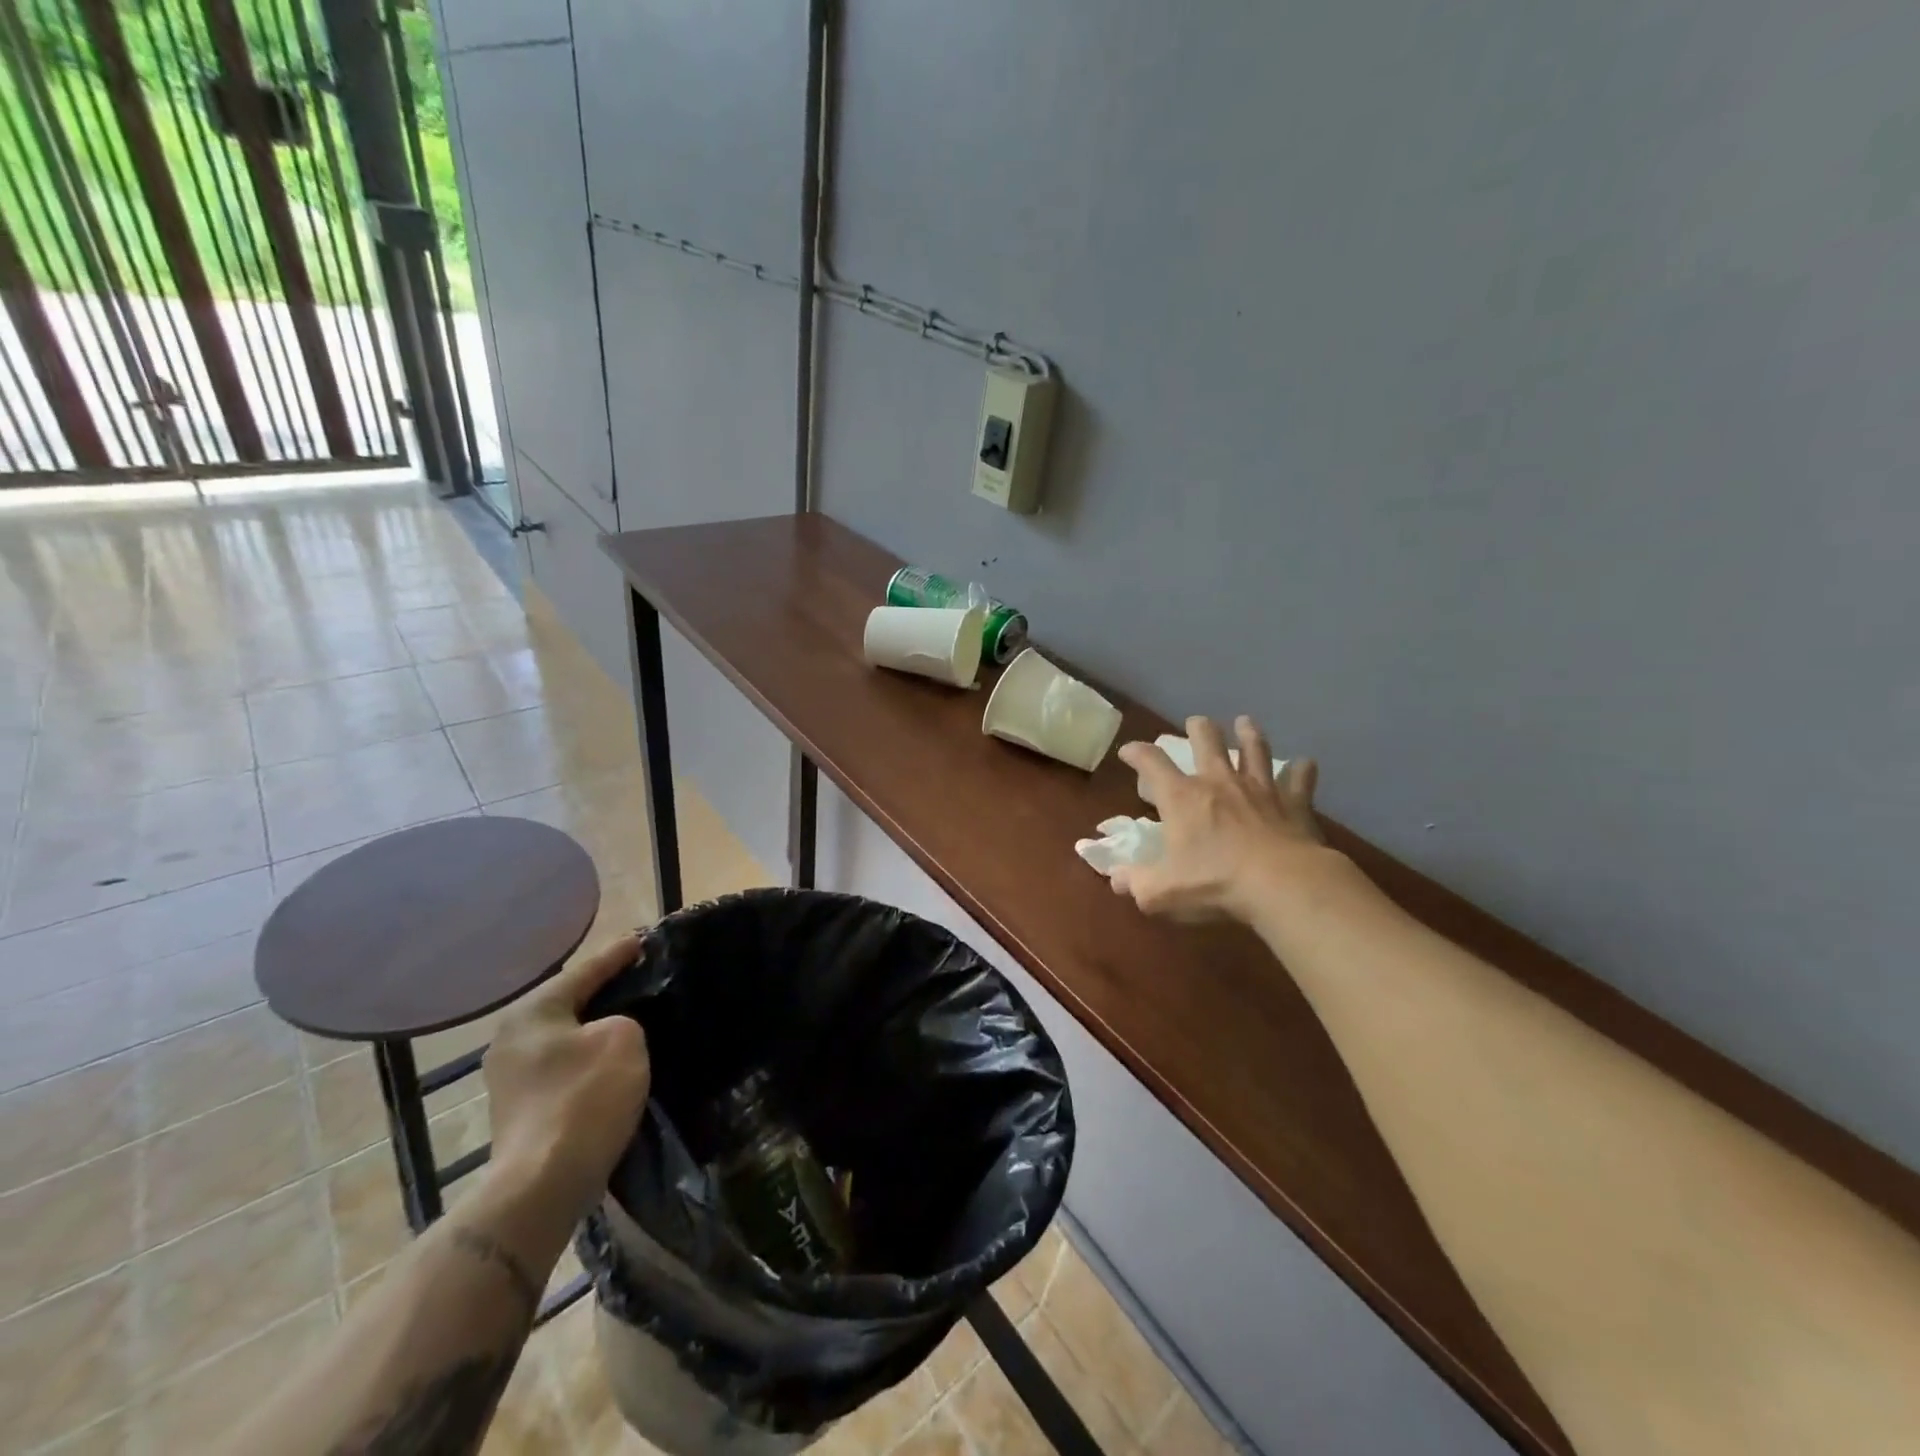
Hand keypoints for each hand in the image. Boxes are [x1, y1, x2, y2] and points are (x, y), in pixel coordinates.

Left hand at [482, 934, 650, 1221]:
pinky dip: (589, 1058)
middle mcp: (511, 1039)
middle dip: (604, 991)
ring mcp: (510, 1078)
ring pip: (566, 1037)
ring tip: (633, 1018)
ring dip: (596, 1029)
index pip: (584, 971)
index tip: (642, 940)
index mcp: (532, 1012)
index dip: (617, 954)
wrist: (543, 1185)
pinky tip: (613, 1061)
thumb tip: (611, 1032)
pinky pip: (564, 1067)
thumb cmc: (584, 1098)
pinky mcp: (520, 1110)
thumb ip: (624, 1019)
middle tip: (640, 977)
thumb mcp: (624, 1038)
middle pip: (569, 1003)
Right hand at [1113, 715, 1324, 923]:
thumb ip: (1135, 883)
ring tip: (1245, 722)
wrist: (1283, 885)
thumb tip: (1115, 878)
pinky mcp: (1293, 804)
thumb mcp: (1161, 892)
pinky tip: (1305, 764)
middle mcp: (1219, 783)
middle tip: (1196, 722)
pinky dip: (1301, 770)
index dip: (1137, 753)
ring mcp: (1260, 789)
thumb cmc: (1215, 884)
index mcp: (1182, 798)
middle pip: (1207, 741)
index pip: (1152, 763)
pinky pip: (1299, 779)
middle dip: (1199, 729)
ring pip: (1254, 749)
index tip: (1129, 750)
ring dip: (1248, 734)